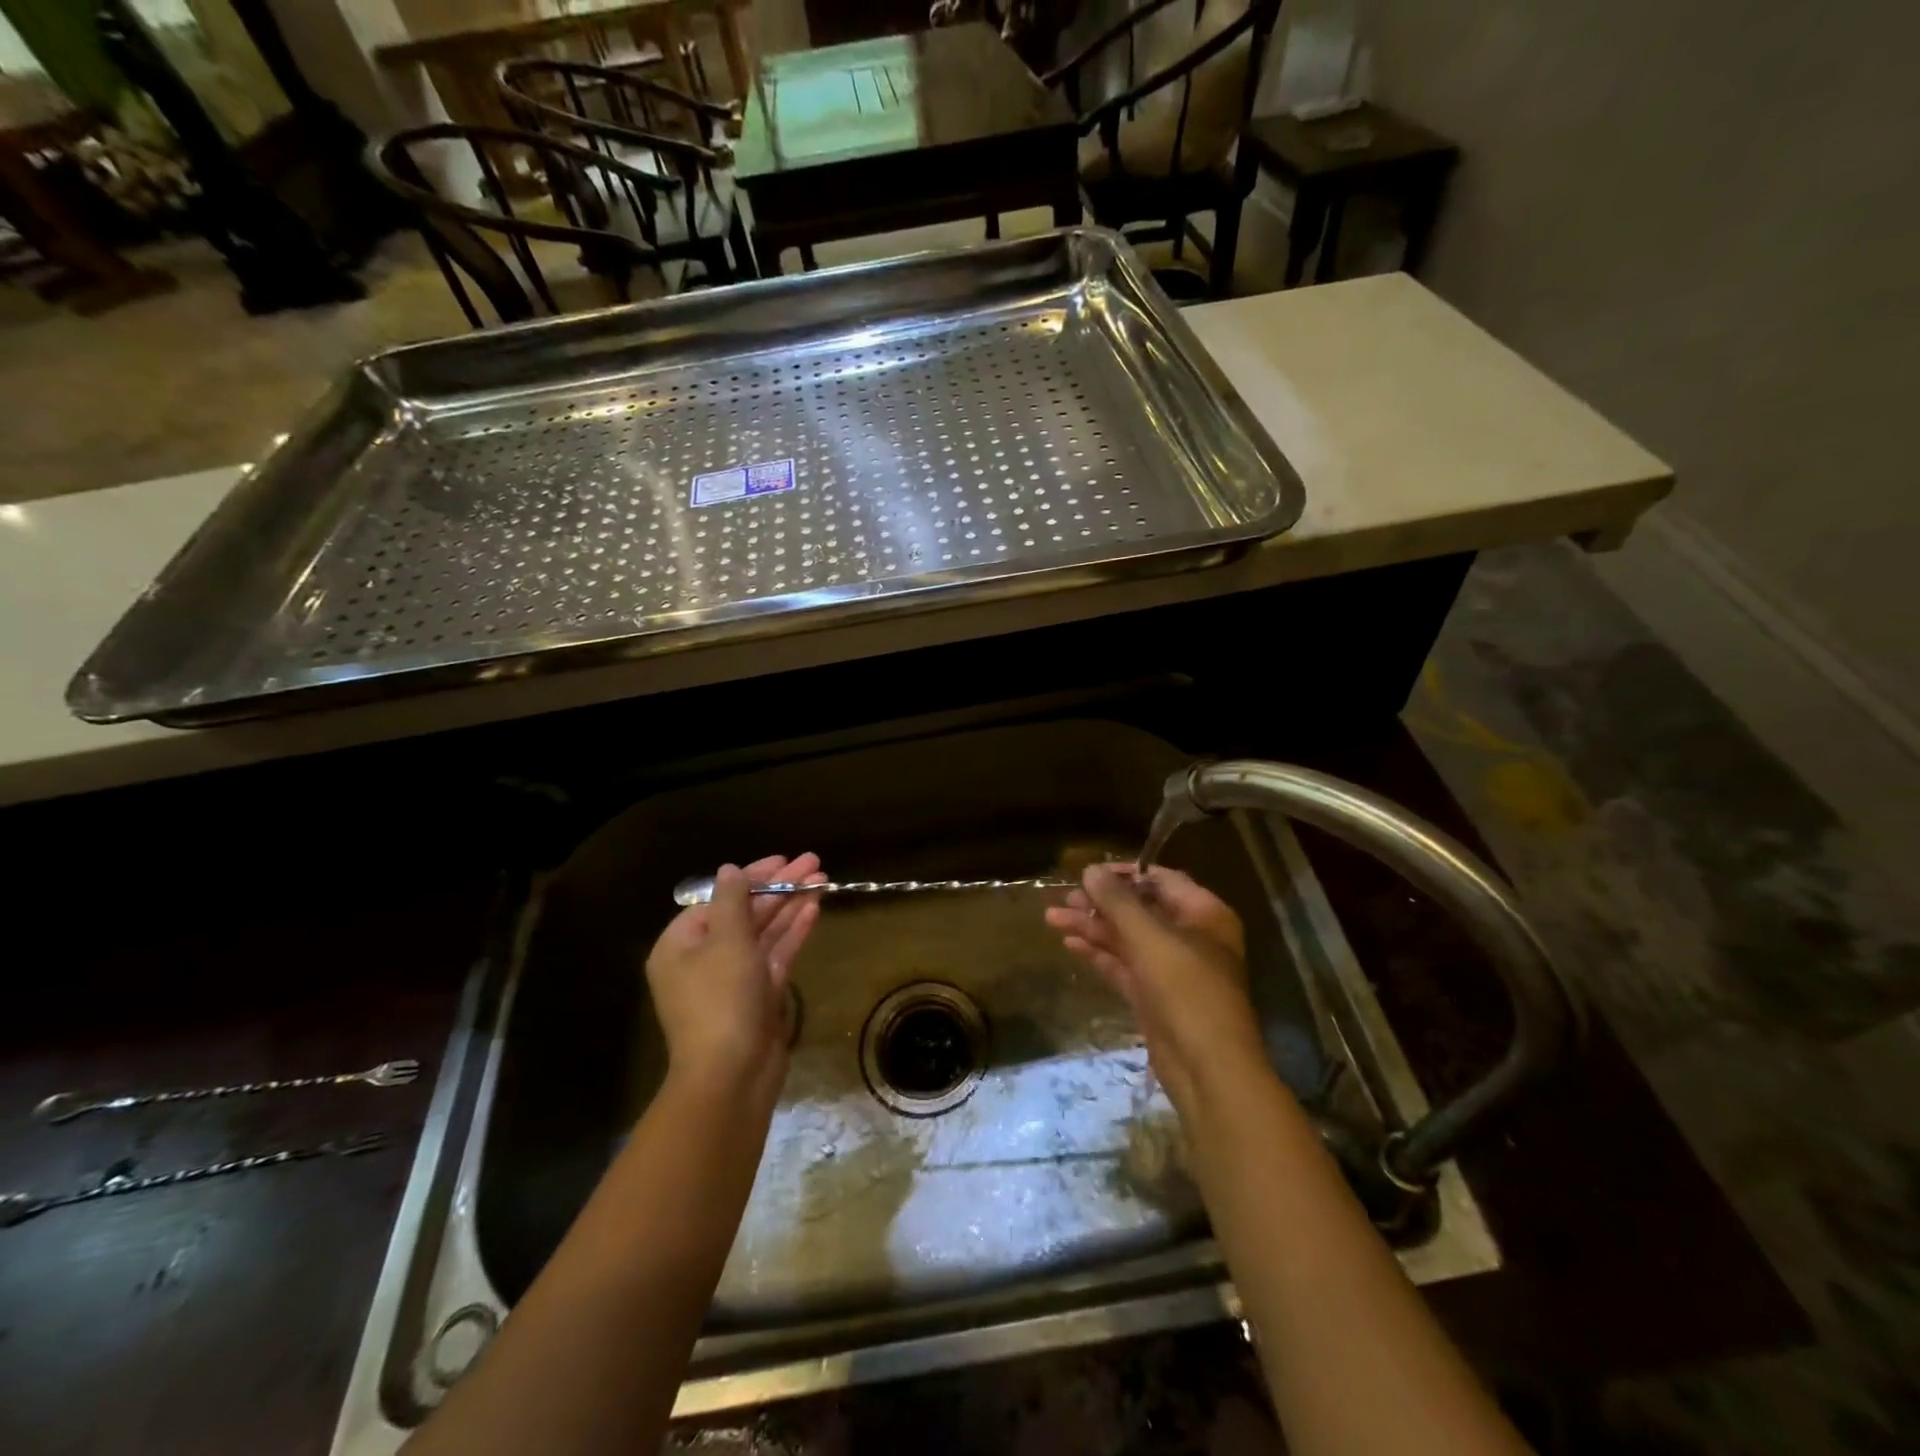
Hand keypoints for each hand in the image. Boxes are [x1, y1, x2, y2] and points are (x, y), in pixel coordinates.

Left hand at [645, 853, 824, 1099]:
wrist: (731, 1075)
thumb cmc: (721, 999)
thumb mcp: (726, 940)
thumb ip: (732, 900)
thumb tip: (729, 870)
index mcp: (681, 945)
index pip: (718, 899)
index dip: (753, 877)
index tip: (783, 861)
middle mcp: (704, 959)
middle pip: (745, 913)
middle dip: (780, 888)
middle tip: (814, 863)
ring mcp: (733, 980)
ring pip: (764, 933)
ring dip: (791, 906)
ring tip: (823, 879)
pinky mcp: (758, 997)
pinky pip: (775, 955)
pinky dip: (793, 932)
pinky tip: (814, 909)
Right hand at [1045, 864, 1266, 1107]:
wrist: (1208, 1069)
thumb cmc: (1187, 991)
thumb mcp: (1150, 938)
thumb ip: (1117, 902)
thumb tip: (1090, 870)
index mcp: (1204, 914)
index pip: (1162, 880)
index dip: (1126, 874)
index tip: (1089, 871)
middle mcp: (1190, 937)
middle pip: (1141, 910)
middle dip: (1101, 903)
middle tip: (1065, 898)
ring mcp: (1171, 969)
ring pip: (1127, 938)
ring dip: (1092, 928)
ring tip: (1052, 919)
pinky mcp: (1154, 996)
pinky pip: (1123, 965)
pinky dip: (1099, 954)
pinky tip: (1070, 944)